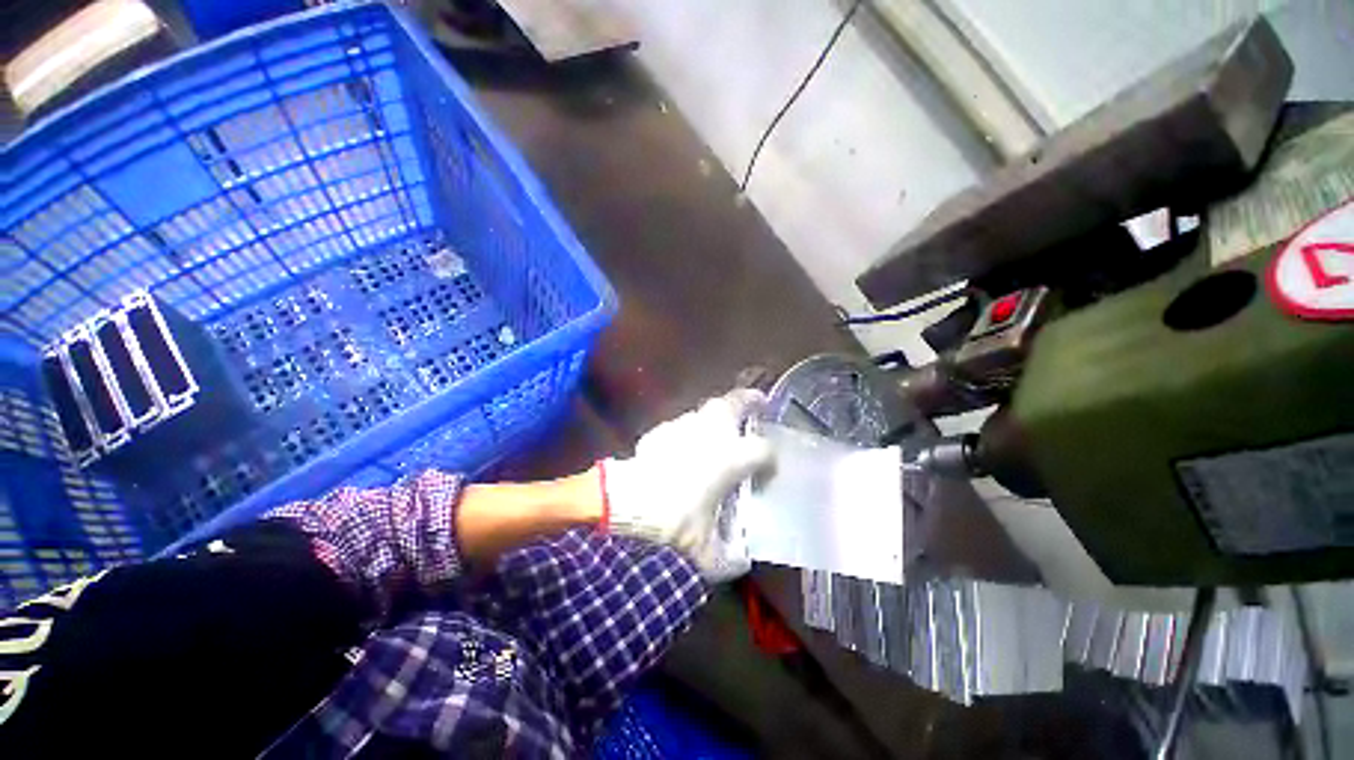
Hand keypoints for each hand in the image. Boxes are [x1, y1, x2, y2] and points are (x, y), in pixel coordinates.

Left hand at [602, 390, 774, 580]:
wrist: (628, 509)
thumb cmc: (675, 526)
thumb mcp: (708, 554)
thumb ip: (729, 558)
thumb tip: (739, 561)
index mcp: (731, 458)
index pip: (763, 449)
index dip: (770, 458)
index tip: (769, 469)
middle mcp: (710, 435)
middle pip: (734, 404)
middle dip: (748, 400)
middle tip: (757, 401)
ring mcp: (682, 429)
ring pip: (704, 411)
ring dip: (714, 416)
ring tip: (718, 426)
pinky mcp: (658, 433)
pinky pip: (678, 426)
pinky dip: (685, 432)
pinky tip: (681, 445)